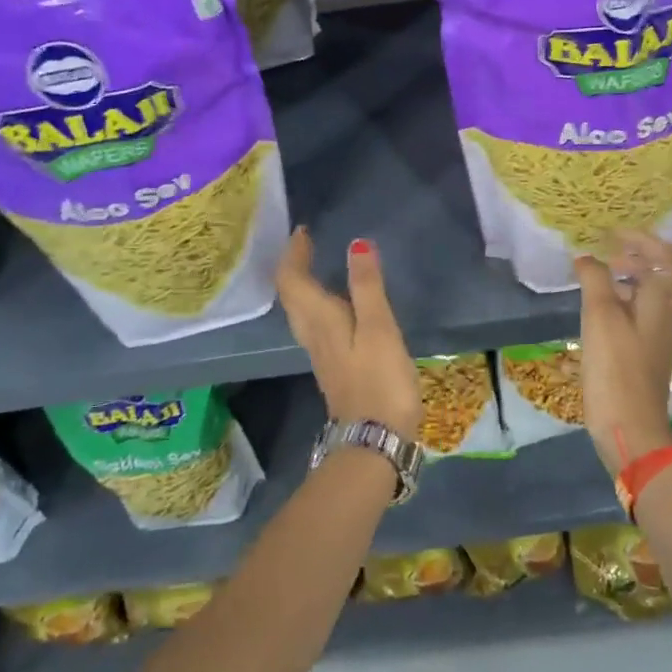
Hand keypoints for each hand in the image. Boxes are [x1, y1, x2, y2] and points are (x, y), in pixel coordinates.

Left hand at [275, 227, 421, 441]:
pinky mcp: (333, 368)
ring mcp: (321, 354)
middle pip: (292, 295)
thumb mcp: (379, 328)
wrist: (374, 440)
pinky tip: (335, 306)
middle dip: (295, 266)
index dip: (294, 253)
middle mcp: (312, 335)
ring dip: (303, 285)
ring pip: (301, 311)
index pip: (292, 280)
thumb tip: (355, 244)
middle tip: (308, 243)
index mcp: (319, 320)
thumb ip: (367, 286)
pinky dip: (317, 305)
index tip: (303, 231)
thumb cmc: (379, 380)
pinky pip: (315, 325)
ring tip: (318, 267)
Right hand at [575, 229, 671, 476]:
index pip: (666, 255)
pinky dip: (626, 299)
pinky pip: (644, 313)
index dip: (642, 238)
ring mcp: (662, 334)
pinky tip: (600, 309)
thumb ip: (595, 279)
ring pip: (654, 294)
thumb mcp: (600, 317)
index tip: (610, 234)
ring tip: (600, 276)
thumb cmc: (616, 368)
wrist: (630, 427)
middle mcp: (670, 313)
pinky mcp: (649, 351)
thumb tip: (587, 258)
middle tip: (608, 253)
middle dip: (638, 256)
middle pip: (665, 273)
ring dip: (631, 278)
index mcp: (664, 300)